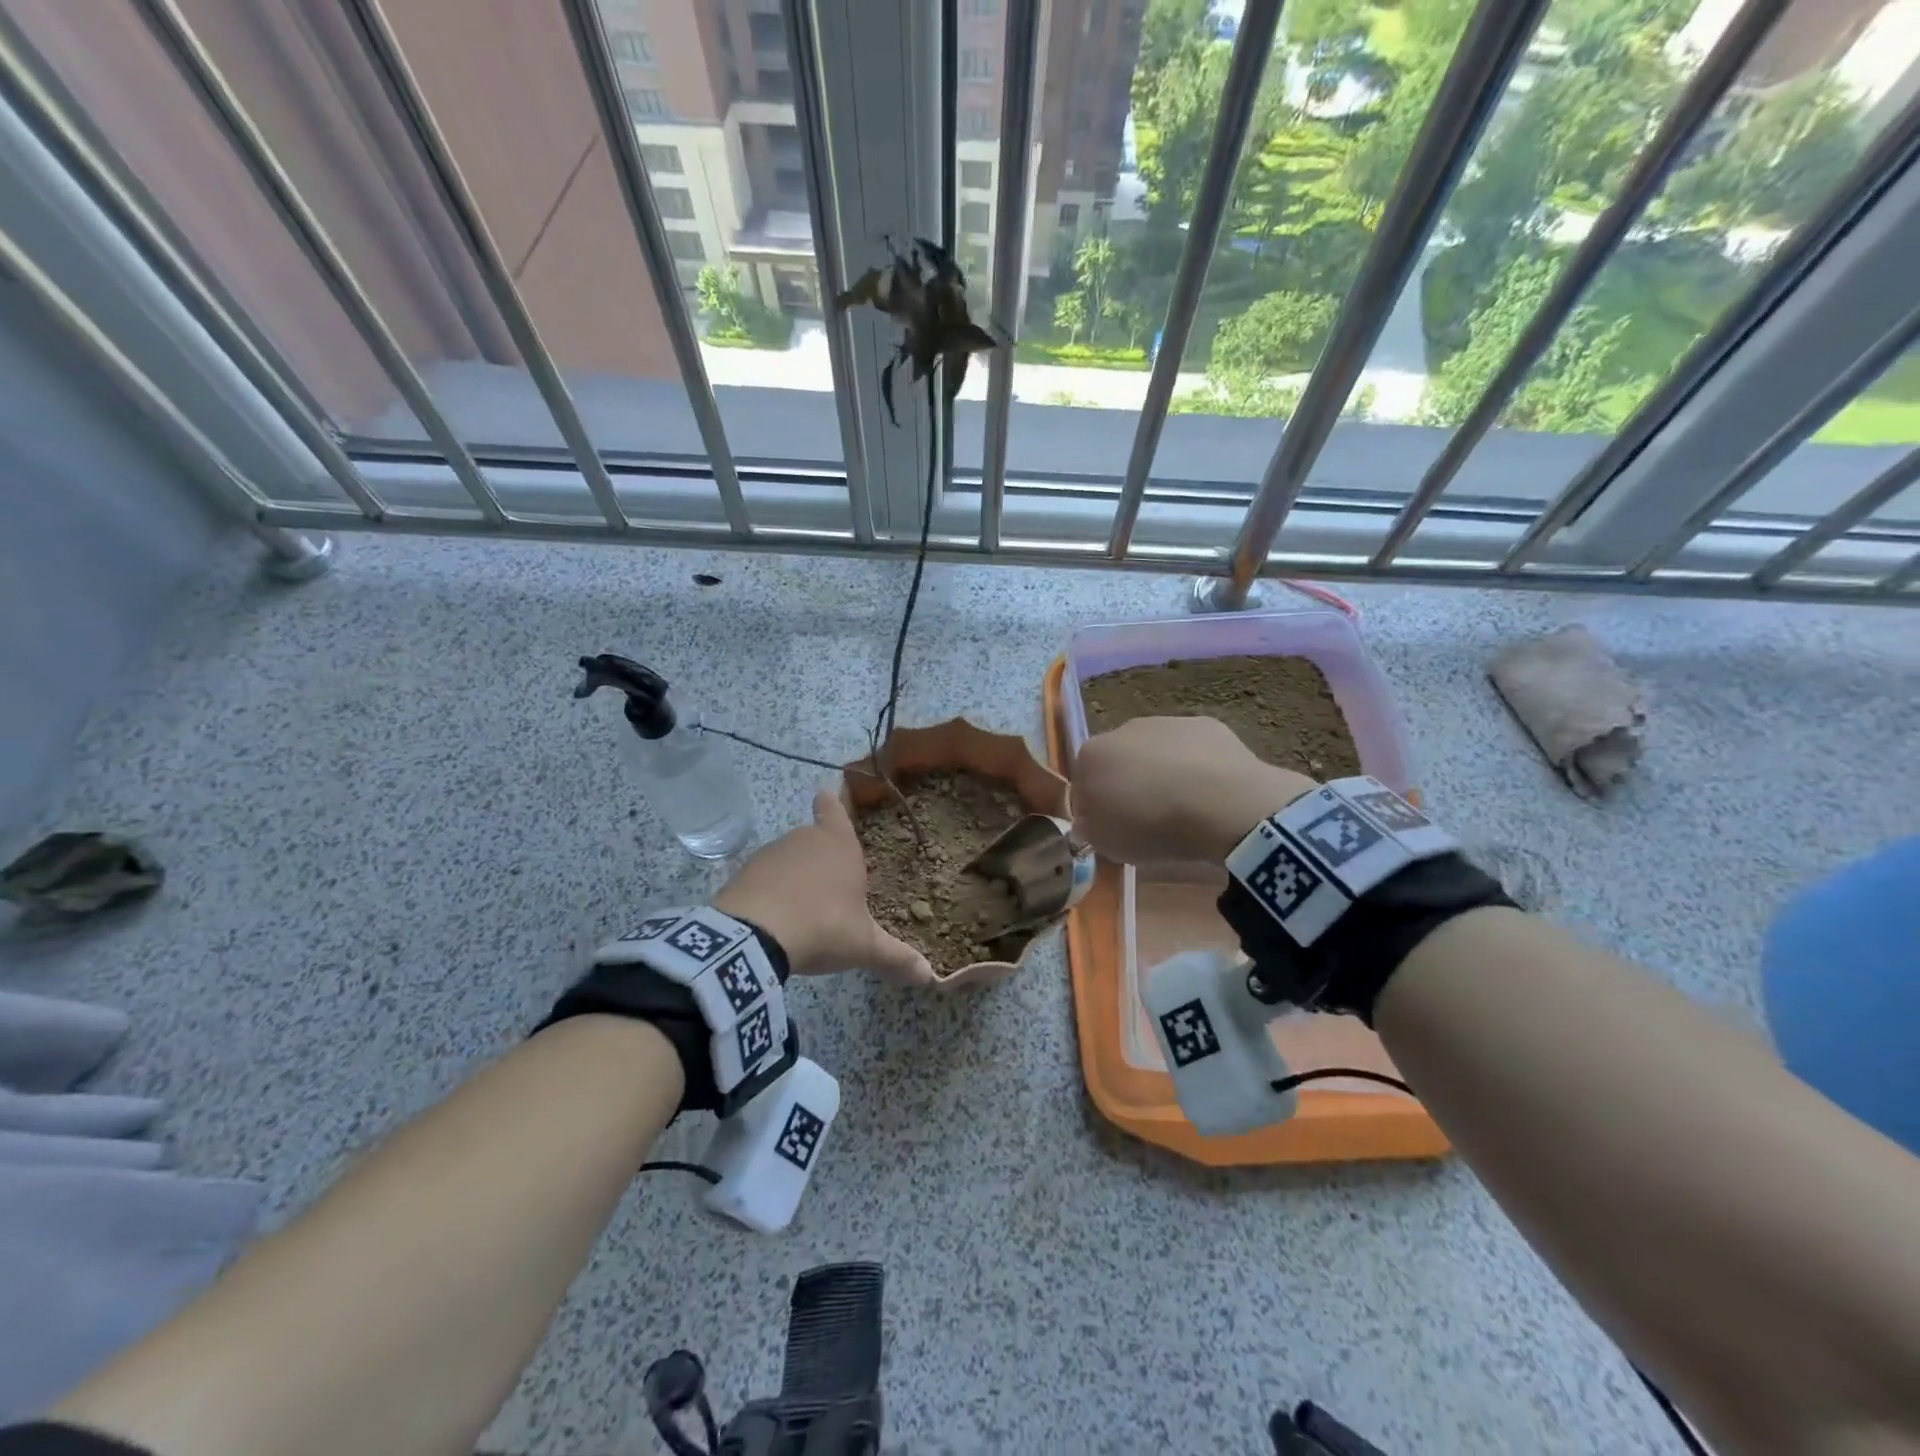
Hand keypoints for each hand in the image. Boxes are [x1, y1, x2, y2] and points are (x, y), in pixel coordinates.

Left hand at [715, 790, 933, 986]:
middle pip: (814, 837)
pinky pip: (764, 878)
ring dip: (797, 876)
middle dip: (823, 856)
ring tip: (806, 909)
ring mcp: (770, 853)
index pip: (834, 807)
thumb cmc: (822, 926)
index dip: (834, 802)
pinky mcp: (743, 874)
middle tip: (834, 885)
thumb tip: (929, 976)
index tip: (829, 795)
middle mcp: (804, 838)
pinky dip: (771, 892)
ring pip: (789, 858)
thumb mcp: (863, 946)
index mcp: (838, 843)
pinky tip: (778, 919)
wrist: (753, 938)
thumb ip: (895, 957)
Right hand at [1071, 716, 1316, 864]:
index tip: (1112, 827)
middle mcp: (1123, 729)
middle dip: (1129, 784)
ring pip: (1156, 752)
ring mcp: (1167, 723)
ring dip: (1163, 774)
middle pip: (1119, 760)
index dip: (1096, 807)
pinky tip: (1209, 794)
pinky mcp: (1206, 725)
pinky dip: (1196, 768)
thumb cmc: (1152, 826)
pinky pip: (1193, 751)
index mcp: (1091, 755)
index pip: (1082, 782)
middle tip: (1146, 818)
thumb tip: (1090, 820)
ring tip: (1183, 808)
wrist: (1221, 805)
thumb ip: (1089, 827)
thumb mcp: (1105, 843)